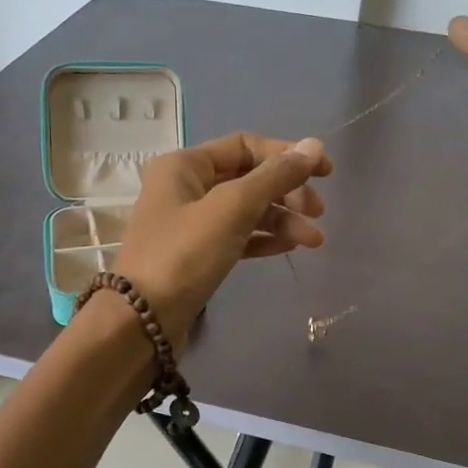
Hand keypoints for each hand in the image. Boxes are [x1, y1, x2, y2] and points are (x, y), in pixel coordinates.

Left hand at [111, 133, 331, 346]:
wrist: (142, 322)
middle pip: (248, 177)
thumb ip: (275, 176)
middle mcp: (185, 187)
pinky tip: (290, 247)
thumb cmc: (184, 255)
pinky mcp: (197, 255)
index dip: (286, 155)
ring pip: (246, 210)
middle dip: (287, 191)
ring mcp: (190, 223)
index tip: (325, 173)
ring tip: (314, 241)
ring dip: (282, 219)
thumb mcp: (232, 209)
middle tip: (318, 213)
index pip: (245, 145)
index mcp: (184, 165)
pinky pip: (238, 236)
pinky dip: (264, 238)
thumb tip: (314, 145)